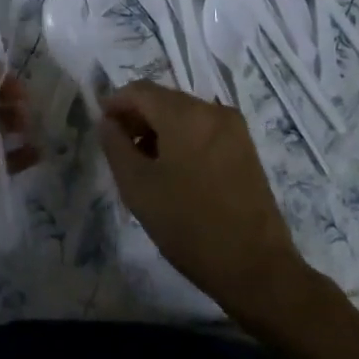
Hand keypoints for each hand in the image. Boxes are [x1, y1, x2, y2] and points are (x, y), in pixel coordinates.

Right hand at [98, 81, 305, 317]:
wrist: (257, 268)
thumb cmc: (189, 226)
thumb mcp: (138, 187)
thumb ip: (115, 146)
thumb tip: (107, 121)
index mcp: (186, 114)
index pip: (140, 90)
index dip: (115, 104)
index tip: (102, 128)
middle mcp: (212, 110)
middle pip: (164, 99)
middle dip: (138, 118)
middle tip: (120, 150)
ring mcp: (234, 128)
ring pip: (184, 115)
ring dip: (160, 130)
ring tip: (145, 165)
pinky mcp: (245, 148)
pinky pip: (204, 130)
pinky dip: (183, 139)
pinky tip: (174, 172)